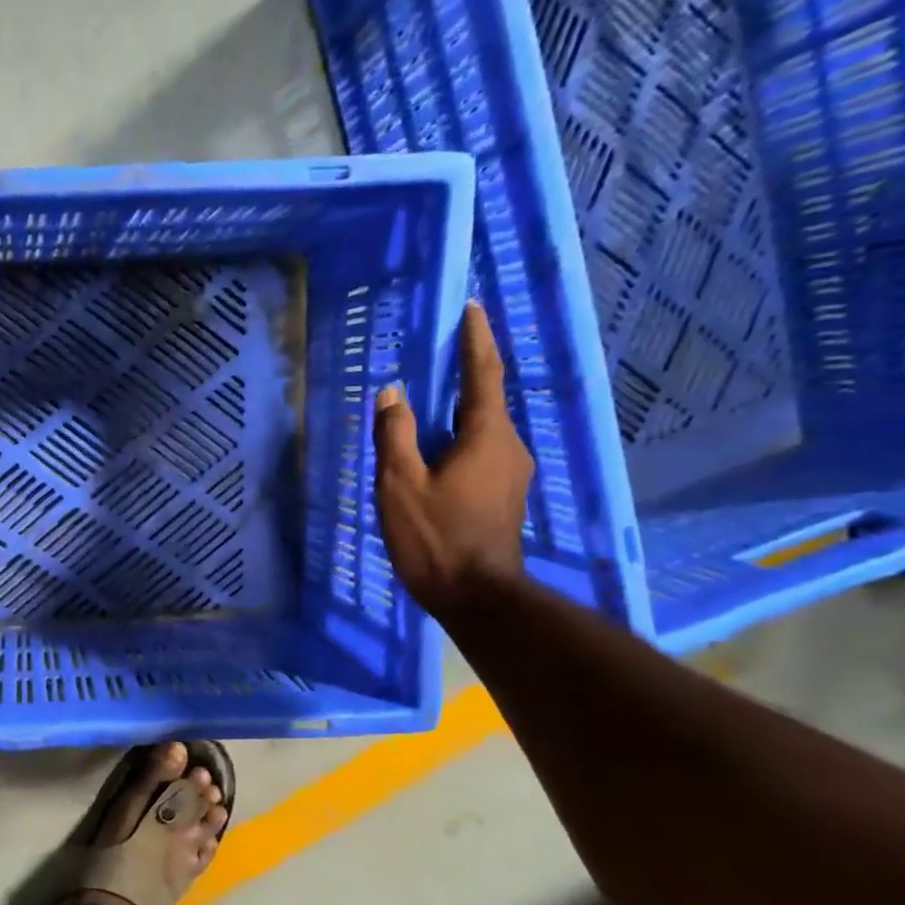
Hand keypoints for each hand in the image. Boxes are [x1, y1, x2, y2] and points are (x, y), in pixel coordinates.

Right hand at [373, 302, 533, 618]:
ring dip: (460, 410)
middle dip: (466, 373)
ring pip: (484, 428)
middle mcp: (510, 446)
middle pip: (487, 400)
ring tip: (431, 402)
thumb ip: (395, 434)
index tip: (472, 309)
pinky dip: (460, 438)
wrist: (475, 595)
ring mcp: (512, 473)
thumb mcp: (401, 483)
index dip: (476, 340)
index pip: (483, 375)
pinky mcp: (504, 495)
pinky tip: (437, 448)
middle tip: (440, 353)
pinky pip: (482, 451)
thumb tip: (392, 392)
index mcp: (487, 436)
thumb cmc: (435, 536)